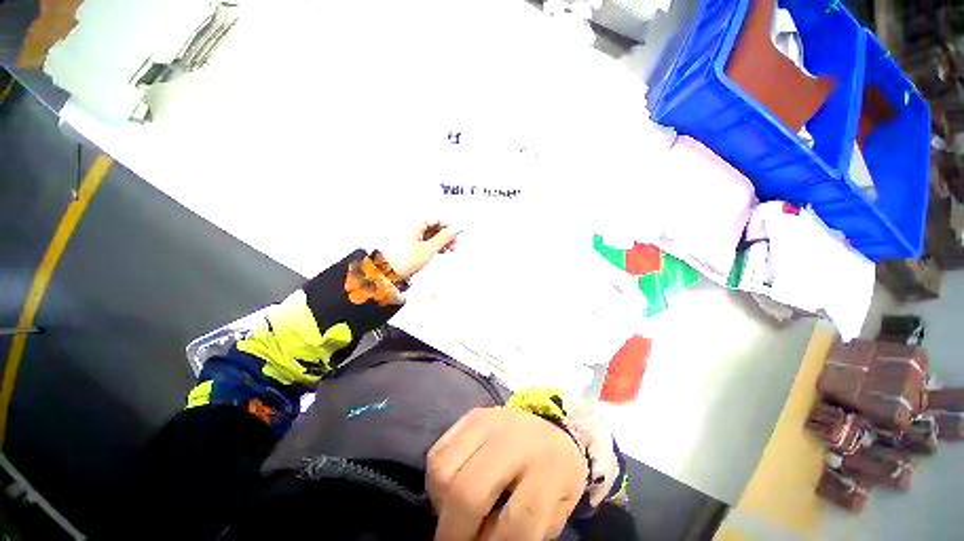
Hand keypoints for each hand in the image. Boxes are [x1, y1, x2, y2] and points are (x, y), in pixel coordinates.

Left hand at [385, 223, 459, 280]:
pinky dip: (435, 245)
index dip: (449, 226)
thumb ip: (444, 238)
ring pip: (431, 234)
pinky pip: (426, 240)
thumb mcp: (429, 249)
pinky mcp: (410, 244)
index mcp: (415, 224)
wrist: (387, 273)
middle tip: (456, 243)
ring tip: (451, 249)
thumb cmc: (405, 260)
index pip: (437, 219)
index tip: (458, 233)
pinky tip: (442, 251)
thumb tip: (456, 228)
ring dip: (442, 241)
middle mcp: (412, 227)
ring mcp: (411, 235)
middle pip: (434, 226)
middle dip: (447, 235)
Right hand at [427, 408, 587, 540]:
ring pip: (443, 470)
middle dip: (453, 532)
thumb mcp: (554, 512)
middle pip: (467, 492)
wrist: (551, 430)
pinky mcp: (471, 416)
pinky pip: (437, 452)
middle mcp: (514, 440)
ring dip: (442, 504)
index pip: (515, 524)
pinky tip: (453, 487)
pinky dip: (437, 480)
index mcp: (547, 469)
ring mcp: (489, 422)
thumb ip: (523, 534)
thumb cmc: (553, 476)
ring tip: (456, 512)